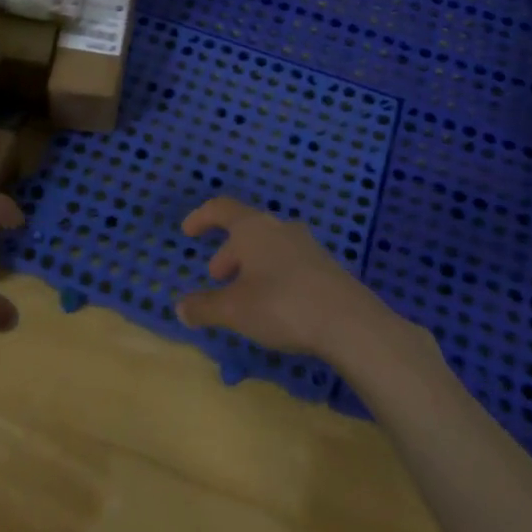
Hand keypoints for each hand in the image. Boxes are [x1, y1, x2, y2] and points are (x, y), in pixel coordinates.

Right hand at [174, 197, 395, 361]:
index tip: (188, 231)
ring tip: (244, 294)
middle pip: (247, 229)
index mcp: (253, 228)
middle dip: (228, 252)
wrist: (350, 323)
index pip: (221, 209)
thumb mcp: (234, 310)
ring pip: (269, 246)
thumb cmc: (281, 305)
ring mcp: (307, 246)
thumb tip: (181, 308)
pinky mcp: (326, 267)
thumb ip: (204, 307)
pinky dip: (273, 275)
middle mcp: (280, 228)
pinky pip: (289, 262)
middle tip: (217, 277)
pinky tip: (275, 304)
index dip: (201, 217)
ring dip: (251, 265)